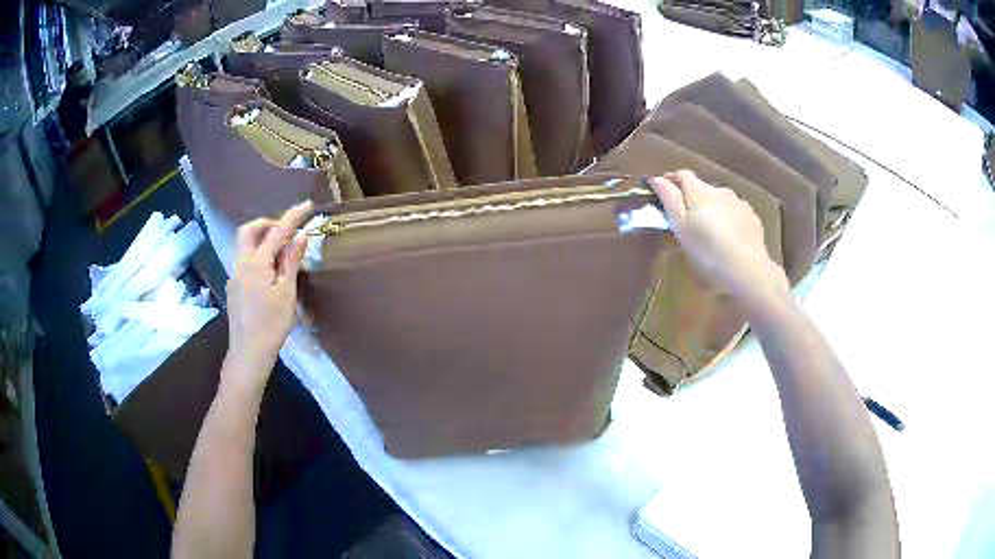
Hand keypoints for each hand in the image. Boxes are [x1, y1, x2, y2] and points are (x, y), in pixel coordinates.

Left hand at [225, 200, 312, 388]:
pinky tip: (268, 274)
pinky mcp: (233, 288)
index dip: (293, 216)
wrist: (248, 352)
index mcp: (256, 263)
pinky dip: (257, 256)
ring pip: (244, 246)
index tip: (307, 204)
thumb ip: (291, 261)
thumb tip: (300, 236)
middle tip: (285, 230)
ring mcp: (234, 275)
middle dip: (267, 223)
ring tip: (280, 252)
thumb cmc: (272, 324)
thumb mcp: (286, 292)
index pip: (277, 231)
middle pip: (249, 230)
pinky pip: (244, 261)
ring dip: (261, 239)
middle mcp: (241, 263)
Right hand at [647, 171, 788, 311]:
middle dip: (691, 196)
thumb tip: (656, 178)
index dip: (671, 180)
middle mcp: (719, 191)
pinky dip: (728, 217)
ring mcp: (738, 202)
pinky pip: (735, 210)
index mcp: (699, 193)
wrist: (747, 270)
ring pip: (720, 198)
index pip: (682, 175)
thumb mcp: (681, 230)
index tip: (662, 191)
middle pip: (701, 186)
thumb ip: (669, 200)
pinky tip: (729, 235)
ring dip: (712, 206)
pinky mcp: (752, 217)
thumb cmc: (707, 253)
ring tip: (710, 228)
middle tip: (686, 218)